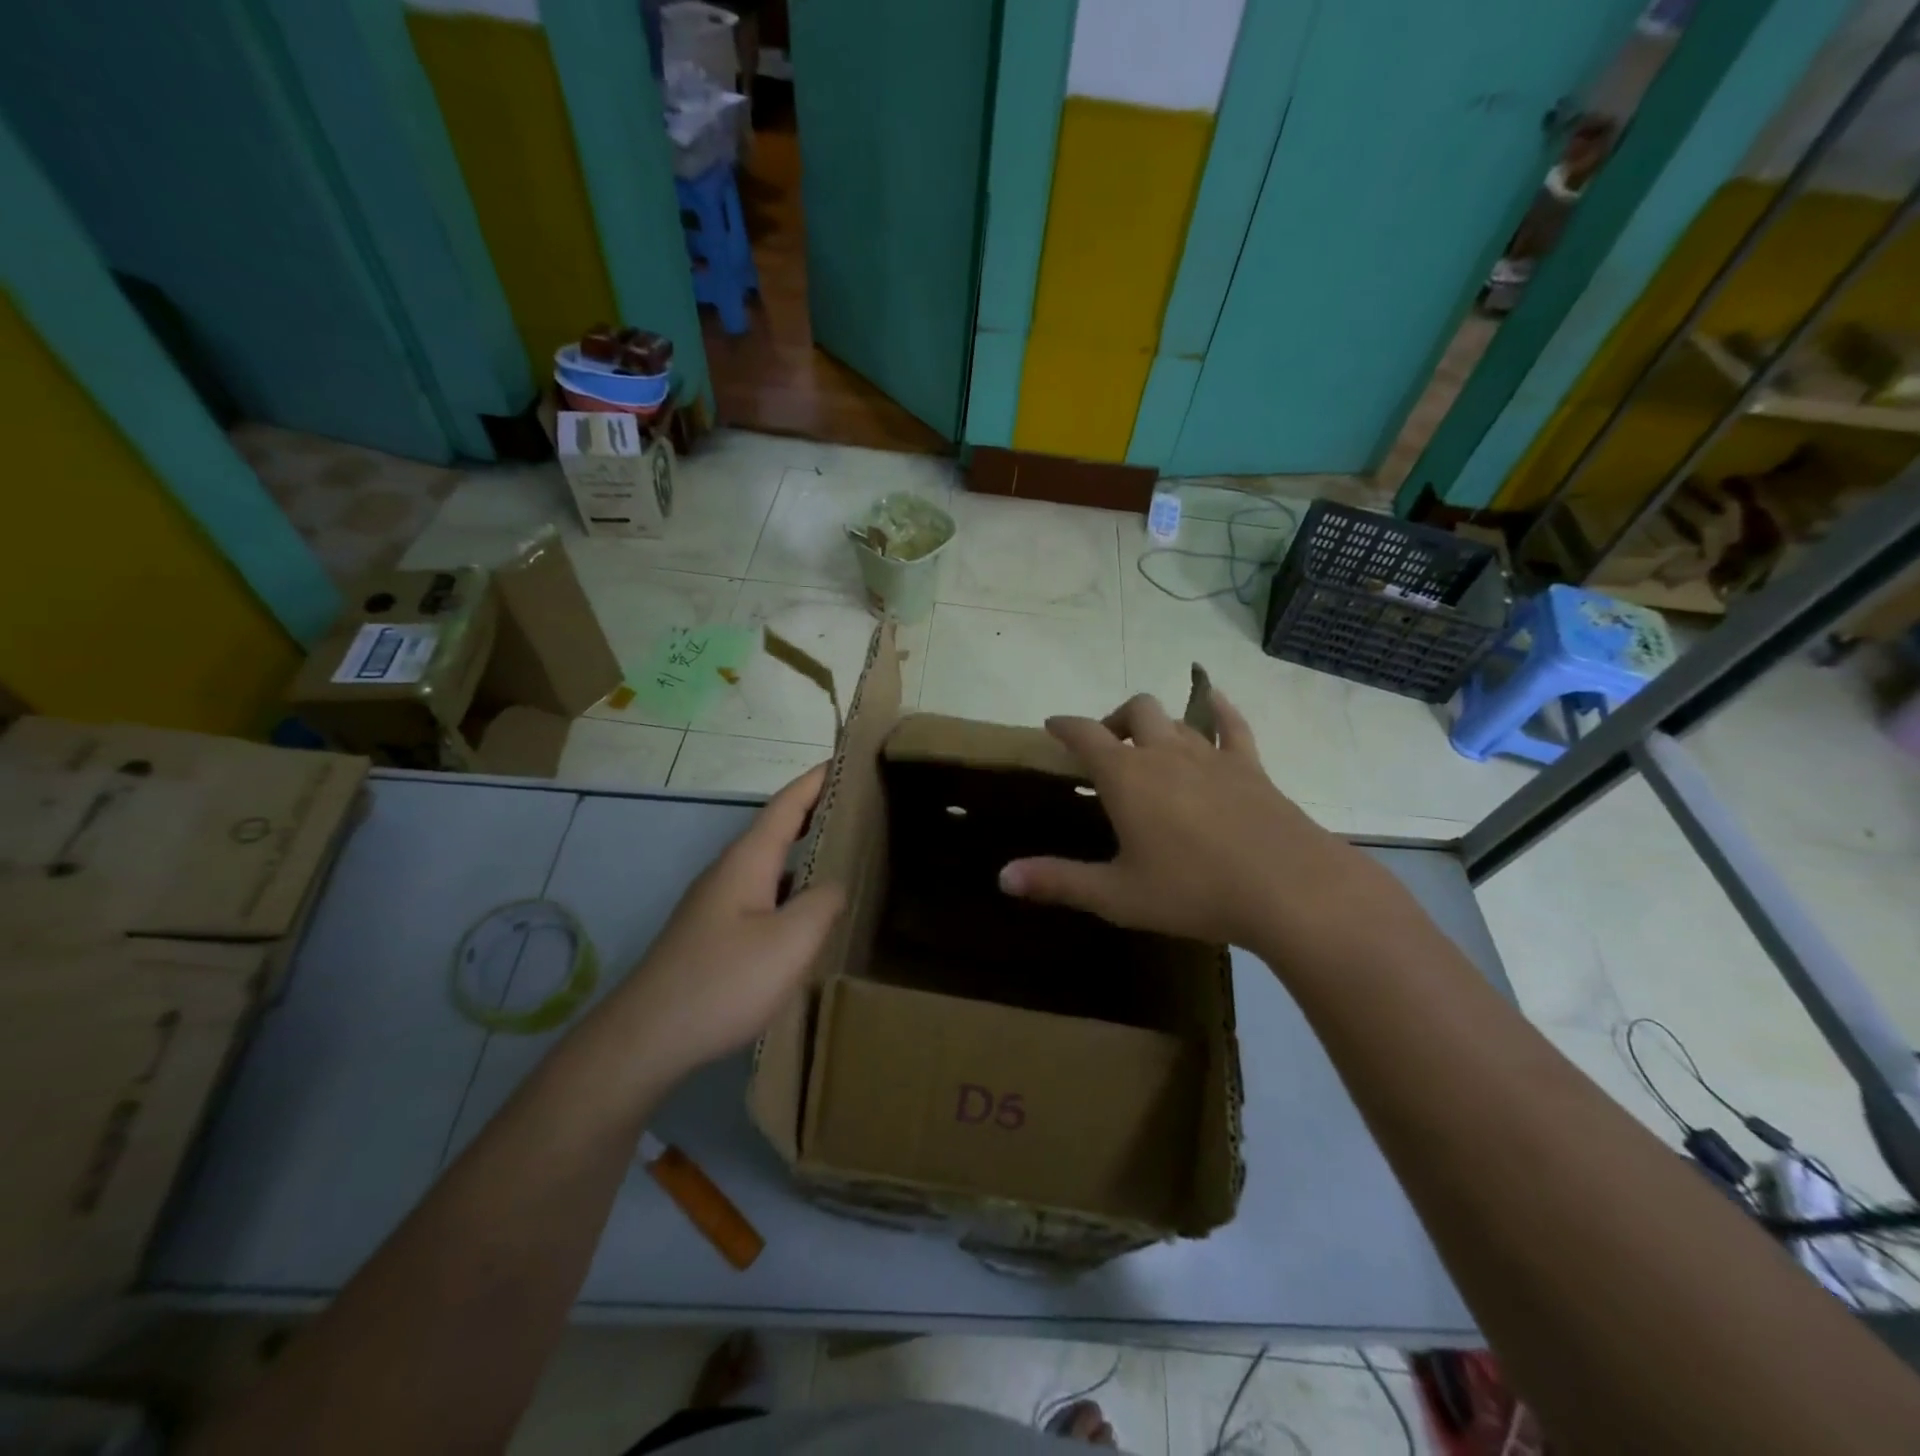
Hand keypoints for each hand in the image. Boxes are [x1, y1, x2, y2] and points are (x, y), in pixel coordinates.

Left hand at [614, 765, 844, 1078]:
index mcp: (747, 861)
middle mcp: (729, 872)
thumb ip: (823, 903)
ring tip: (845, 852)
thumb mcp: (790, 941)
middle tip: (860, 807)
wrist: (646, 1037)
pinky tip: (807, 910)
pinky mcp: (713, 932)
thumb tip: (835, 884)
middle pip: (777, 828)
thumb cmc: (723, 981)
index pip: (787, 804)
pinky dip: (791, 885)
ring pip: (769, 863)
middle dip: (816, 811)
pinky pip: (762, 892)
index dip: (817, 780)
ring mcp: (717, 903)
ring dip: (804, 850)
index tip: (849, 761)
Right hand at [998, 692, 1396, 958]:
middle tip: (1106, 746)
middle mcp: (1165, 752)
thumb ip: (1058, 881)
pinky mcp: (1251, 767)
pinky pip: (1233, 726)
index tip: (1051, 724)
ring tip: (1148, 743)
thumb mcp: (1117, 894)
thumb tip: (1003, 877)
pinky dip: (1219, 710)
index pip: (1084, 734)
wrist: (1288, 888)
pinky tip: (1214, 704)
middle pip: (1134, 710)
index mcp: (1127, 776)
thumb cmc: (1192, 890)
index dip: (1064, 725)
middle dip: (1113, 720)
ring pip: (1177, 718)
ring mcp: (1212, 755)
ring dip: (1156, 723)